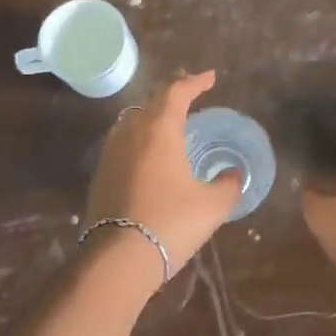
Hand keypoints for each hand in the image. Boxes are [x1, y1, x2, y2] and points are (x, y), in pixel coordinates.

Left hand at [84, 71, 242, 280]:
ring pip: (132, 118)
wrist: (119, 257)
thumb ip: (228, 184)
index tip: (210, 77)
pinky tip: (147, 148)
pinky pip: (122, 139)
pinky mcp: (101, 173)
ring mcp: (112, 152)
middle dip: (171, 91)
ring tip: (168, 116)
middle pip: (151, 99)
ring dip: (152, 111)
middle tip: (188, 89)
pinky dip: (139, 133)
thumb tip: (234, 174)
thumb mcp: (213, 205)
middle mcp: (132, 132)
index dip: (195, 82)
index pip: (177, 93)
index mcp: (160, 130)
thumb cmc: (171, 223)